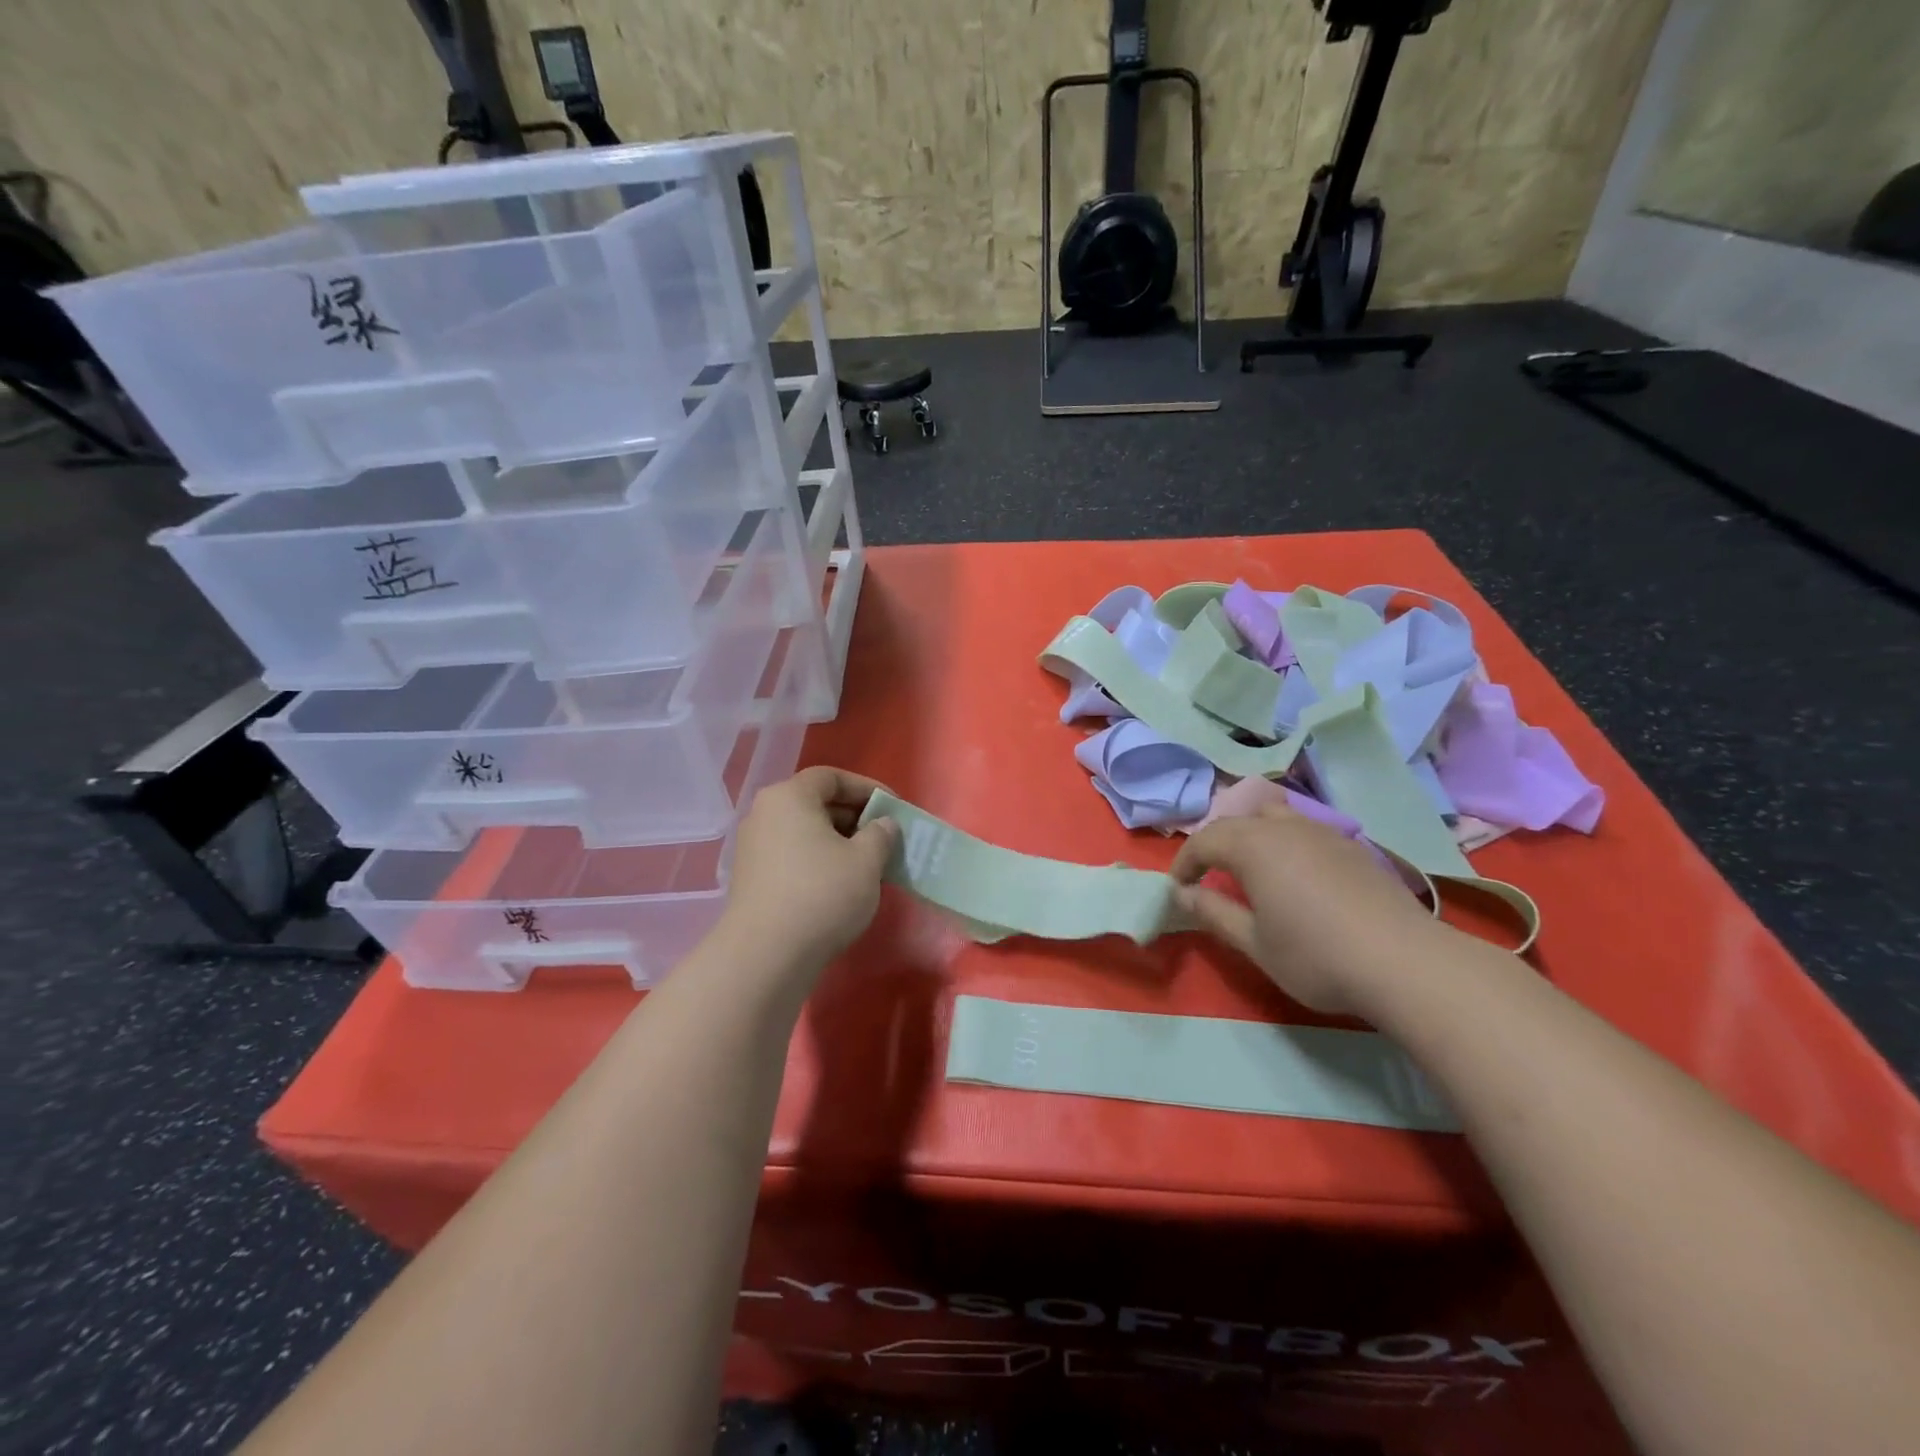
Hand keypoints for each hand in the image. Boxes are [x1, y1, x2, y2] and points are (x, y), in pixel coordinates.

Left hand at [720, 766, 898, 971]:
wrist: (766, 956)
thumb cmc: (822, 894)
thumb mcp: (867, 860)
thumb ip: (881, 834)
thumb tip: (882, 825)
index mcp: (789, 797)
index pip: (832, 777)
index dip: (867, 788)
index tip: (893, 809)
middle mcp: (764, 814)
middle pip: (816, 803)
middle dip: (854, 817)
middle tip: (884, 837)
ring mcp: (753, 848)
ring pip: (805, 832)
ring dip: (839, 842)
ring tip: (868, 864)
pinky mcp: (751, 879)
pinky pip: (792, 856)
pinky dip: (819, 861)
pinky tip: (841, 885)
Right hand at [1171, 802, 1441, 1017]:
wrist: (1406, 963)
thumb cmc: (1316, 956)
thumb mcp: (1254, 943)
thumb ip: (1213, 913)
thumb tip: (1182, 894)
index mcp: (1253, 846)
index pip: (1205, 840)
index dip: (1185, 862)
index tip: (1178, 887)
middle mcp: (1285, 827)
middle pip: (1238, 821)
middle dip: (1215, 843)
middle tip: (1209, 874)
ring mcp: (1324, 832)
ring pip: (1274, 815)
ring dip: (1252, 834)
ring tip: (1250, 867)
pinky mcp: (1354, 846)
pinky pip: (1305, 828)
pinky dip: (1285, 840)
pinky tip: (1297, 873)